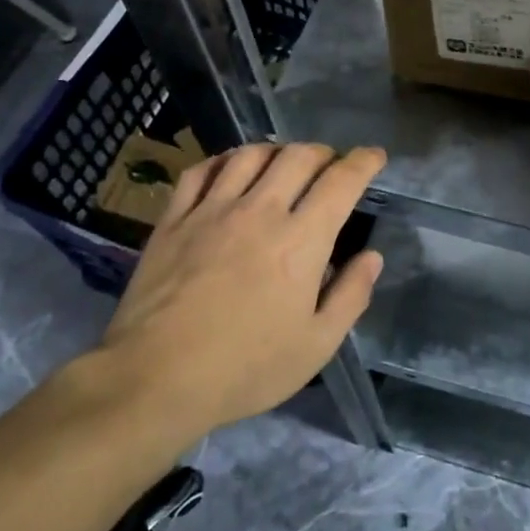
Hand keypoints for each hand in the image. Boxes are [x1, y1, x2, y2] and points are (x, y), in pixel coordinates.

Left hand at [99, 142, 385, 438]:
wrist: (155, 379)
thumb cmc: (245, 368)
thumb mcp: (316, 346)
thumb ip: (351, 296)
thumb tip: (372, 257)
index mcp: (301, 240)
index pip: (341, 182)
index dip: (363, 162)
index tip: (374, 156)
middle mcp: (260, 211)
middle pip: (298, 157)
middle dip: (323, 153)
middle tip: (330, 165)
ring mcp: (212, 210)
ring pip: (250, 155)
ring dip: (276, 151)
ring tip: (283, 163)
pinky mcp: (174, 219)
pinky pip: (201, 171)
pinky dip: (223, 160)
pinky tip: (229, 169)